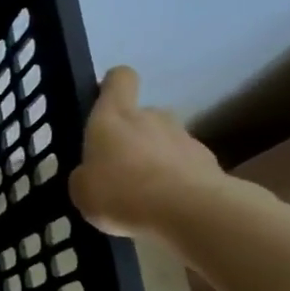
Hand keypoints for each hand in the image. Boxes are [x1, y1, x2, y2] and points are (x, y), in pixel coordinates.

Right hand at [69, 67, 229, 239]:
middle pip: (141, 115)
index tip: (103, 102)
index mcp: (113, 117)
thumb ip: (85, 175)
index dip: (111, 85)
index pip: (119, 79)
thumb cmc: (121, 192)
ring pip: (163, 141)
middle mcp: (151, 117)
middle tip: (117, 168)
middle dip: (130, 137)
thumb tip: (93, 173)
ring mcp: (184, 137)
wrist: (188, 212)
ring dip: (153, 160)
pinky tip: (164, 207)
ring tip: (142, 194)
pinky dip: (174, 180)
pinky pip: (183, 166)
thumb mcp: (81, 190)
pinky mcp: (208, 162)